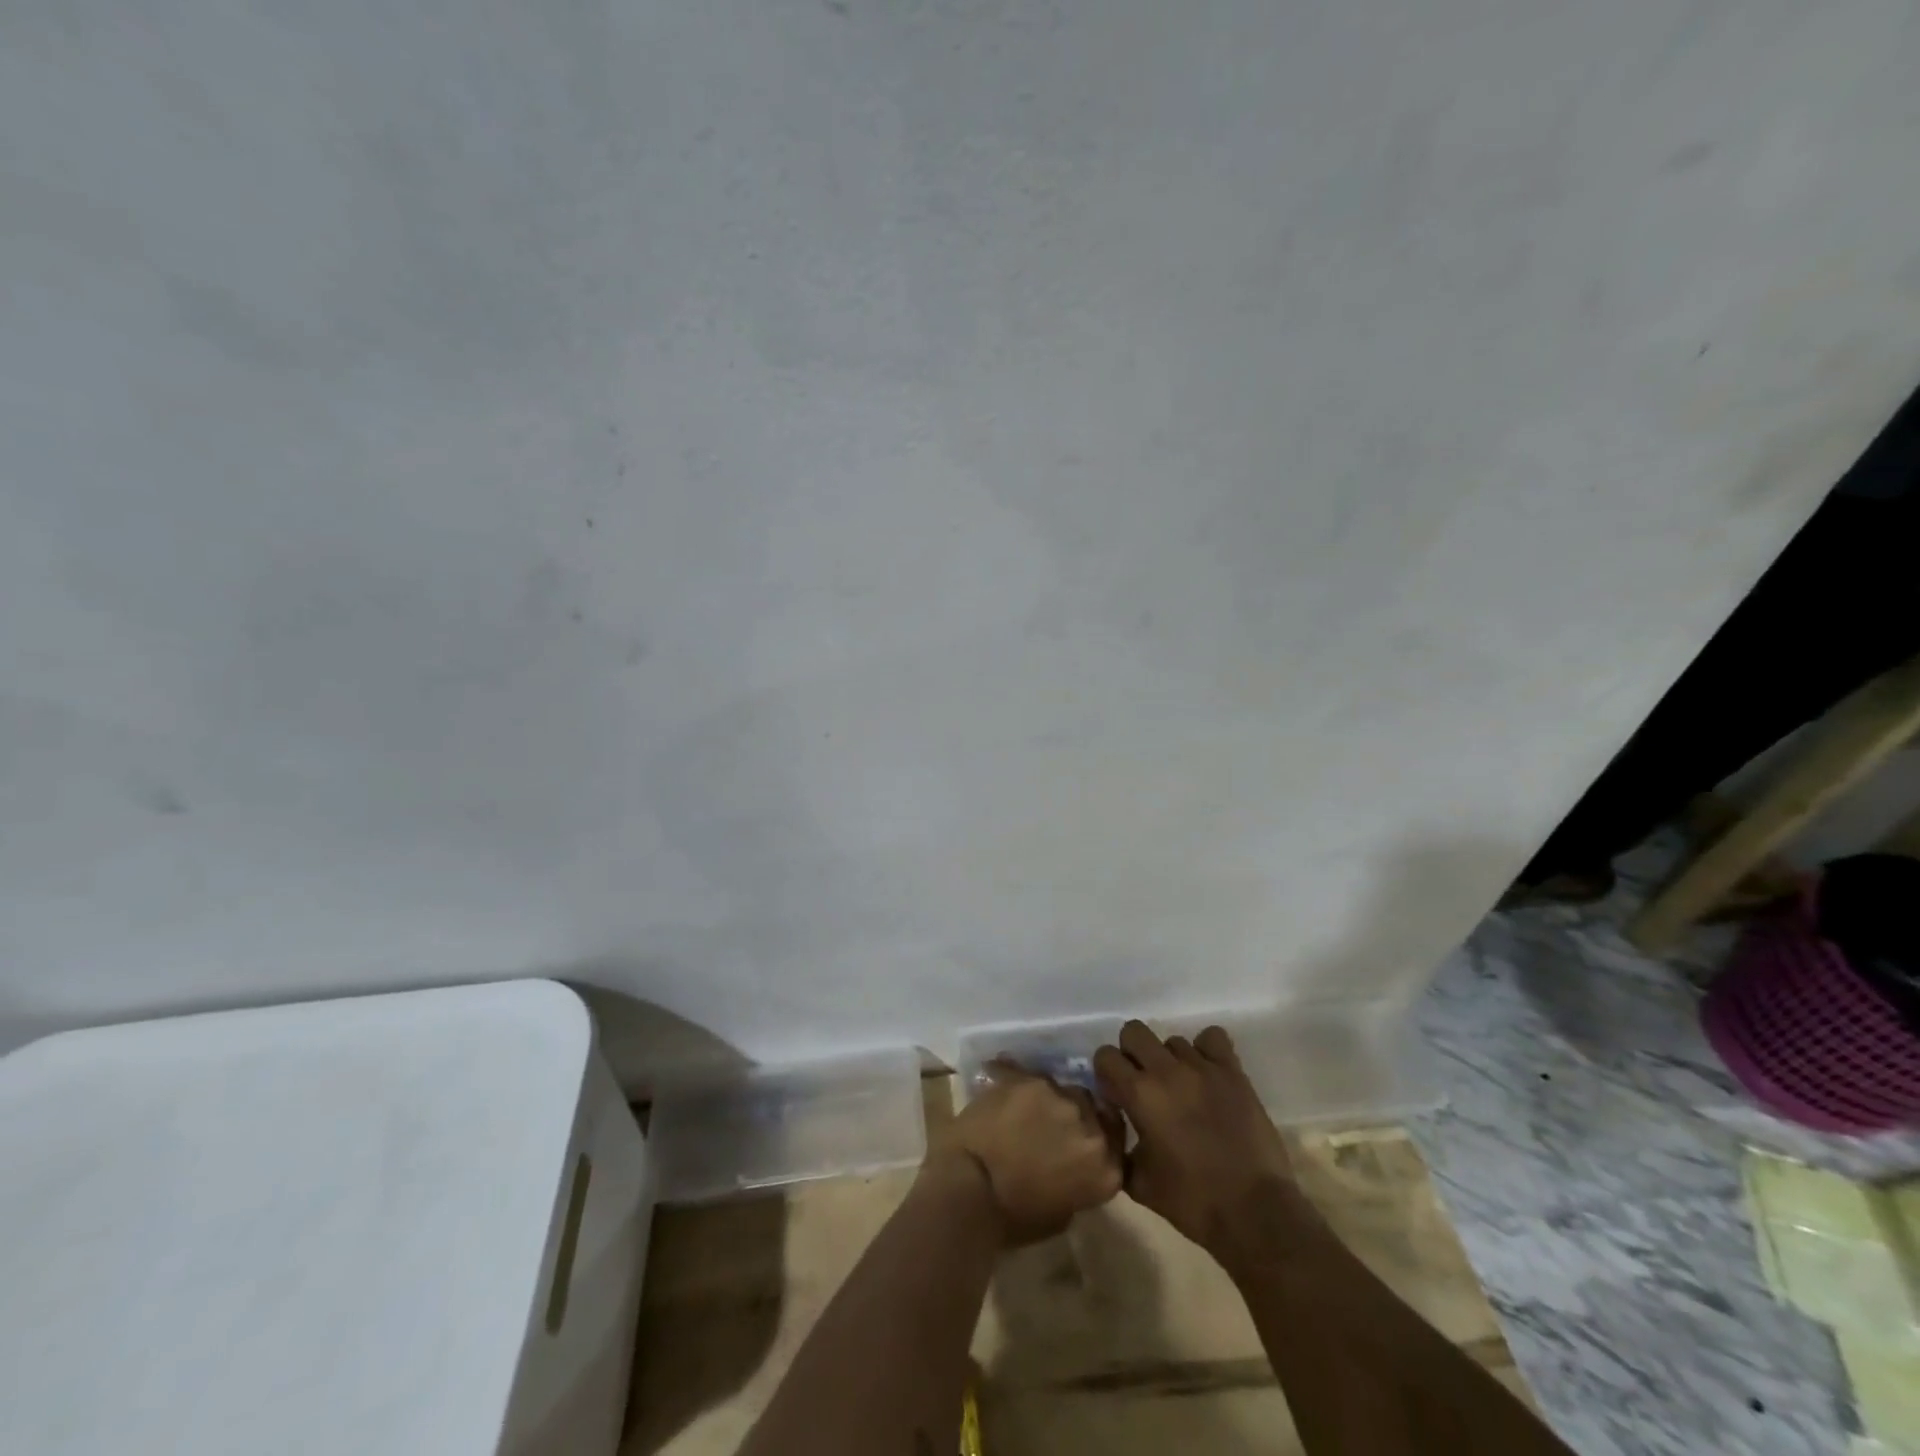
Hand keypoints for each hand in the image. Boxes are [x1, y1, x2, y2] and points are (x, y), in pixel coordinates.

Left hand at [934, 1065, 1123, 1245]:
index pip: (1116, 1139)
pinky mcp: (1028, 1078)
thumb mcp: (1061, 1213)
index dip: (1099, 1135)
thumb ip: (1079, 1180)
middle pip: (1091, 1107)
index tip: (1082, 1139)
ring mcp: (1059, 1096)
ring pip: (1061, 1088)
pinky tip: (1004, 1090)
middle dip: (1076, 1114)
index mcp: (1105, 1167)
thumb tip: (1072, 1164)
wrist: (970, 1189)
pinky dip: (1019, 1083)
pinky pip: (1028, 1075)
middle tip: (1051, 1126)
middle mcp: (1090, 1126)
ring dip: (1049, 1098)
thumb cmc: (1014, 1217)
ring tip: (1025, 1110)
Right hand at [1093, 1021, 1305, 1254]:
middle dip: (1132, 1054)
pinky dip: (1206, 1050)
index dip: (1106, 1072)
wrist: (1254, 1213)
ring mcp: (1202, 1067)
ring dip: (1170, 1060)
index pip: (1106, 1056)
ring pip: (1173, 1040)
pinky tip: (1207, 1074)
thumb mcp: (1140, 1183)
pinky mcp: (1233, 1072)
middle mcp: (1166, 1071)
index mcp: (1139, 1094)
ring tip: (1182, 1089)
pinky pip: (1212, 1038)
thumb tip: (1113, 1130)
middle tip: (1144, 1083)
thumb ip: (1119, 1149)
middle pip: (1134, 1032)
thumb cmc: (1193, 1202)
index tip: (1116, 1093)